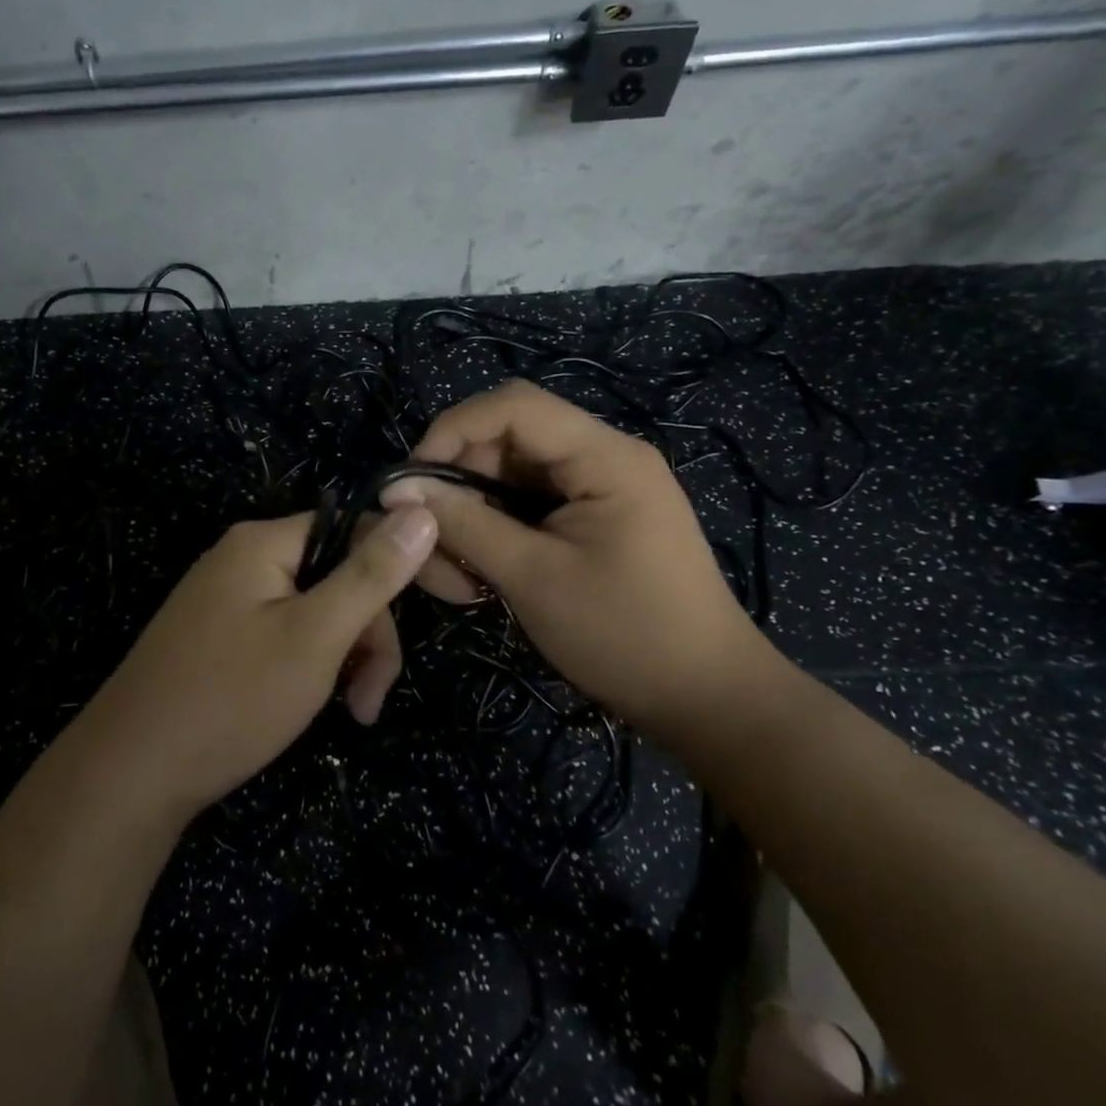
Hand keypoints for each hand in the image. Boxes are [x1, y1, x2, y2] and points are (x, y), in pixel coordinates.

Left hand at [79, 506, 438, 823]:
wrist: (128, 775)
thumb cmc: (232, 698)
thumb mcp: (316, 636)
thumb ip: (371, 574)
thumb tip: (423, 511)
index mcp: (263, 541)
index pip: (355, 530)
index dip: (397, 572)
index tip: (429, 622)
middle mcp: (242, 558)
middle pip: (335, 576)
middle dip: (366, 635)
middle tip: (370, 702)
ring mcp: (225, 599)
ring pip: (313, 611)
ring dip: (342, 658)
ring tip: (351, 714)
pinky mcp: (216, 638)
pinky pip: (282, 634)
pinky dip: (309, 667)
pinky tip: (311, 705)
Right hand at [382, 380, 779, 738]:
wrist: (707, 700)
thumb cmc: (624, 636)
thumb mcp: (532, 578)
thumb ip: (464, 525)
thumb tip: (398, 490)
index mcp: (605, 456)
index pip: (513, 405)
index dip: (452, 430)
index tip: (413, 483)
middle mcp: (603, 458)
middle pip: (506, 442)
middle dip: (460, 488)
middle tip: (433, 547)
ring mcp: (599, 490)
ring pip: (509, 479)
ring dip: (473, 519)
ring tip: (460, 580)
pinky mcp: (592, 520)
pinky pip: (527, 508)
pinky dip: (496, 536)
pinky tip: (482, 580)